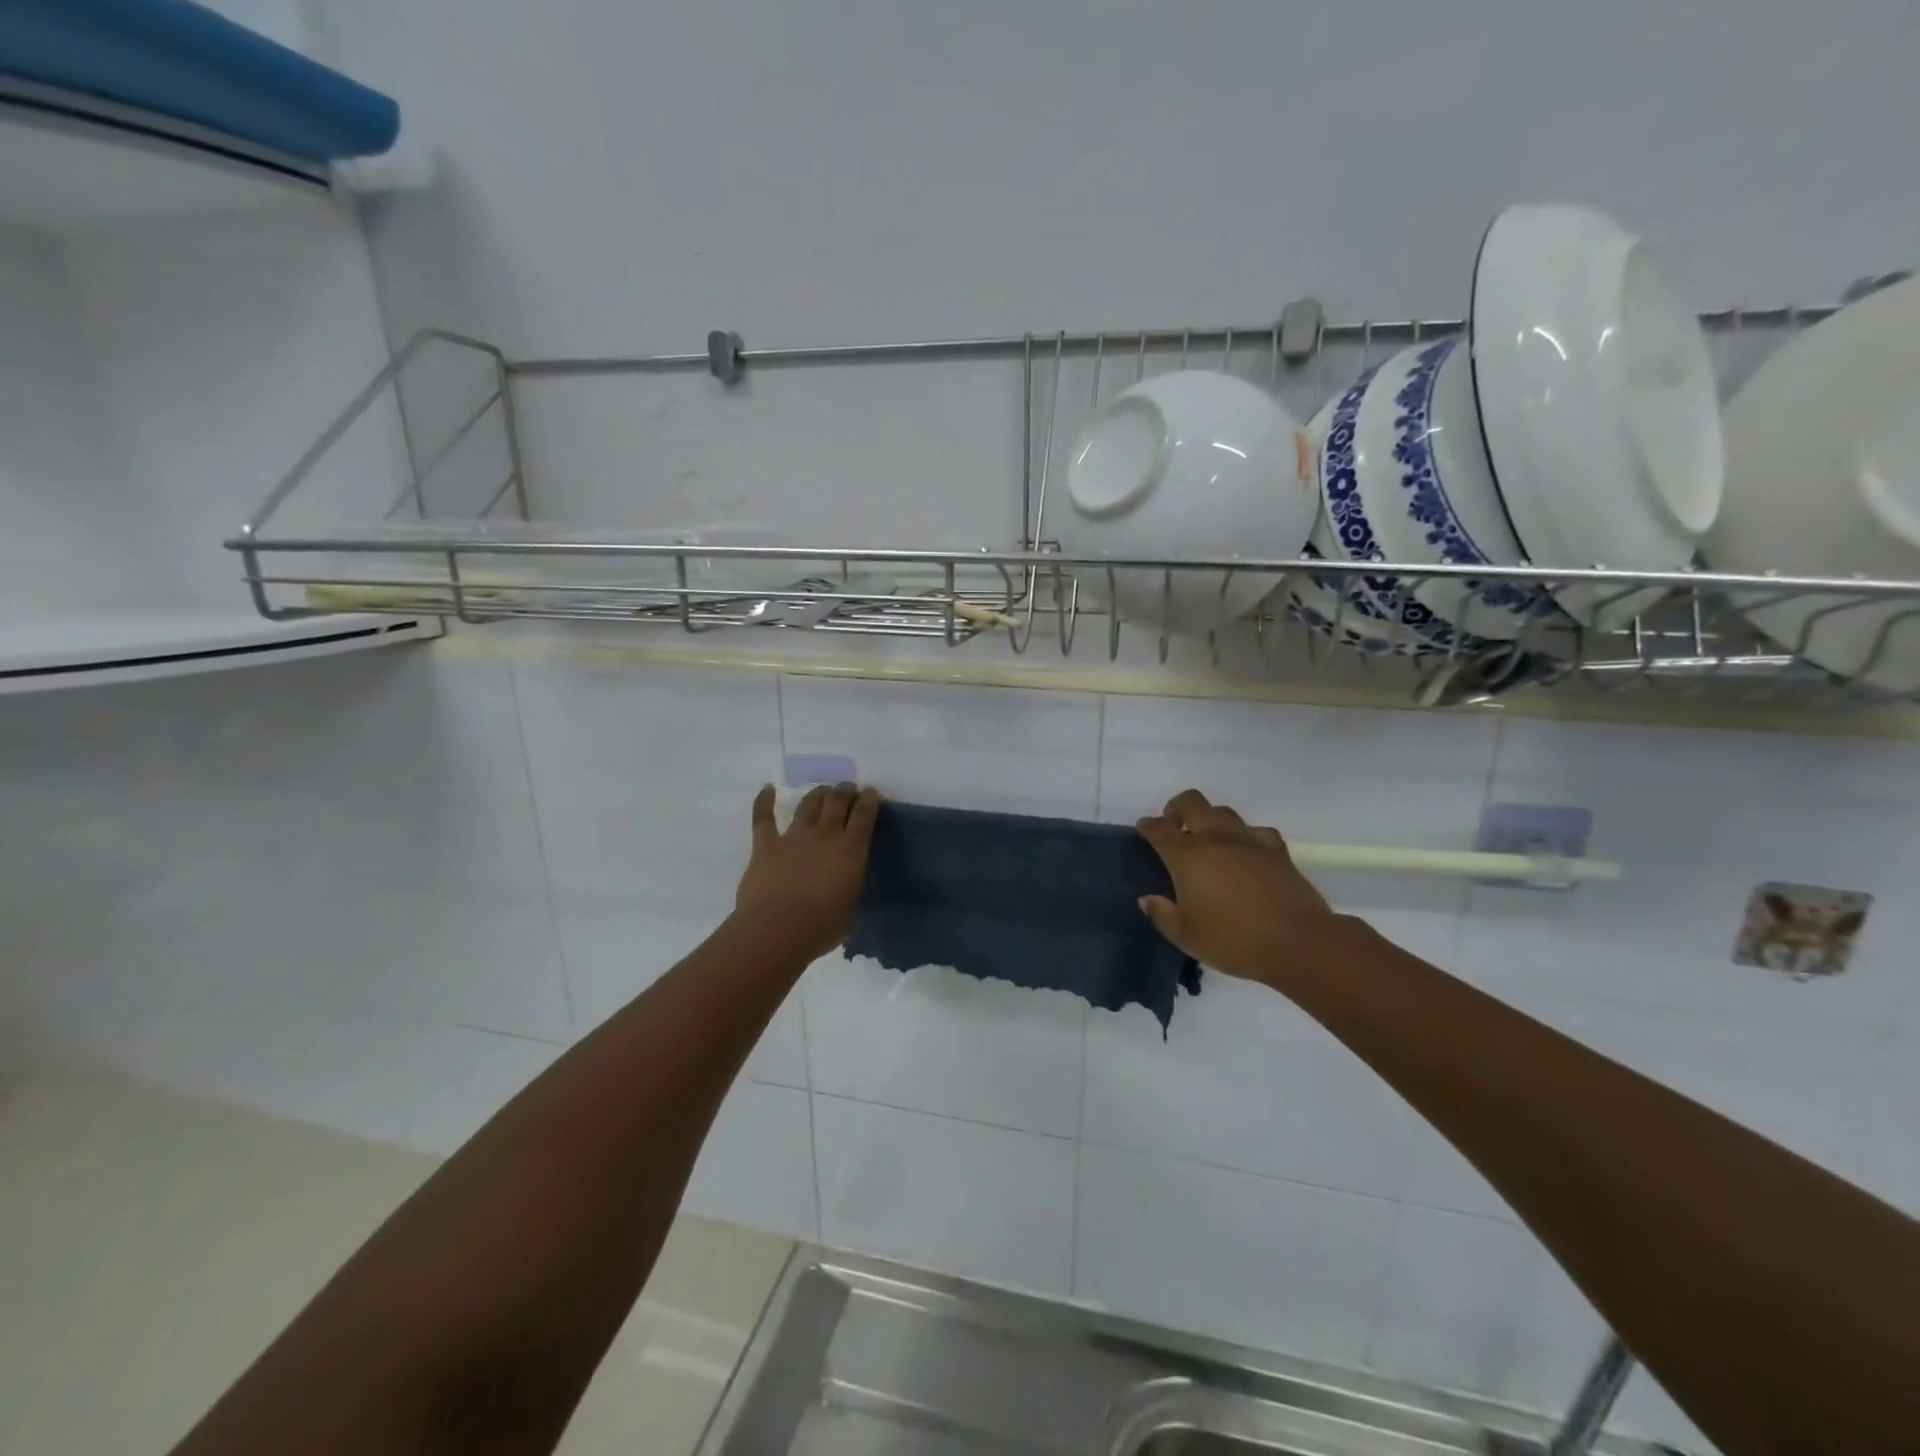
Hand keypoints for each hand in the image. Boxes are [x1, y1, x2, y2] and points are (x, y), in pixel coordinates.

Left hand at [735, 782, 880, 959]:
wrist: (778, 930)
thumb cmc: (821, 927)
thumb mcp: (851, 908)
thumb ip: (850, 889)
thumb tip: (846, 885)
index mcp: (851, 850)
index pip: (864, 814)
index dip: (869, 799)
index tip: (871, 793)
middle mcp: (825, 835)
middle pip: (837, 801)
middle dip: (845, 791)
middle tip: (848, 788)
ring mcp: (794, 837)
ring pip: (808, 804)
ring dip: (817, 794)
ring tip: (823, 790)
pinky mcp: (766, 845)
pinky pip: (763, 817)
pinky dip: (764, 801)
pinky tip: (767, 789)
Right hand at [1135, 789, 1339, 982]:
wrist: (1298, 942)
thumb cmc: (1233, 940)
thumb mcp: (1186, 936)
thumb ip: (1162, 915)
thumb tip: (1148, 899)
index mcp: (1187, 856)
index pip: (1159, 829)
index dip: (1148, 826)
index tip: (1144, 829)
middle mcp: (1215, 838)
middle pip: (1192, 802)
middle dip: (1177, 809)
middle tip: (1174, 828)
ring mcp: (1249, 840)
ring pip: (1223, 812)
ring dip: (1210, 820)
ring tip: (1208, 842)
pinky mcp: (1277, 850)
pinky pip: (1255, 831)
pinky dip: (1245, 837)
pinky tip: (1246, 853)